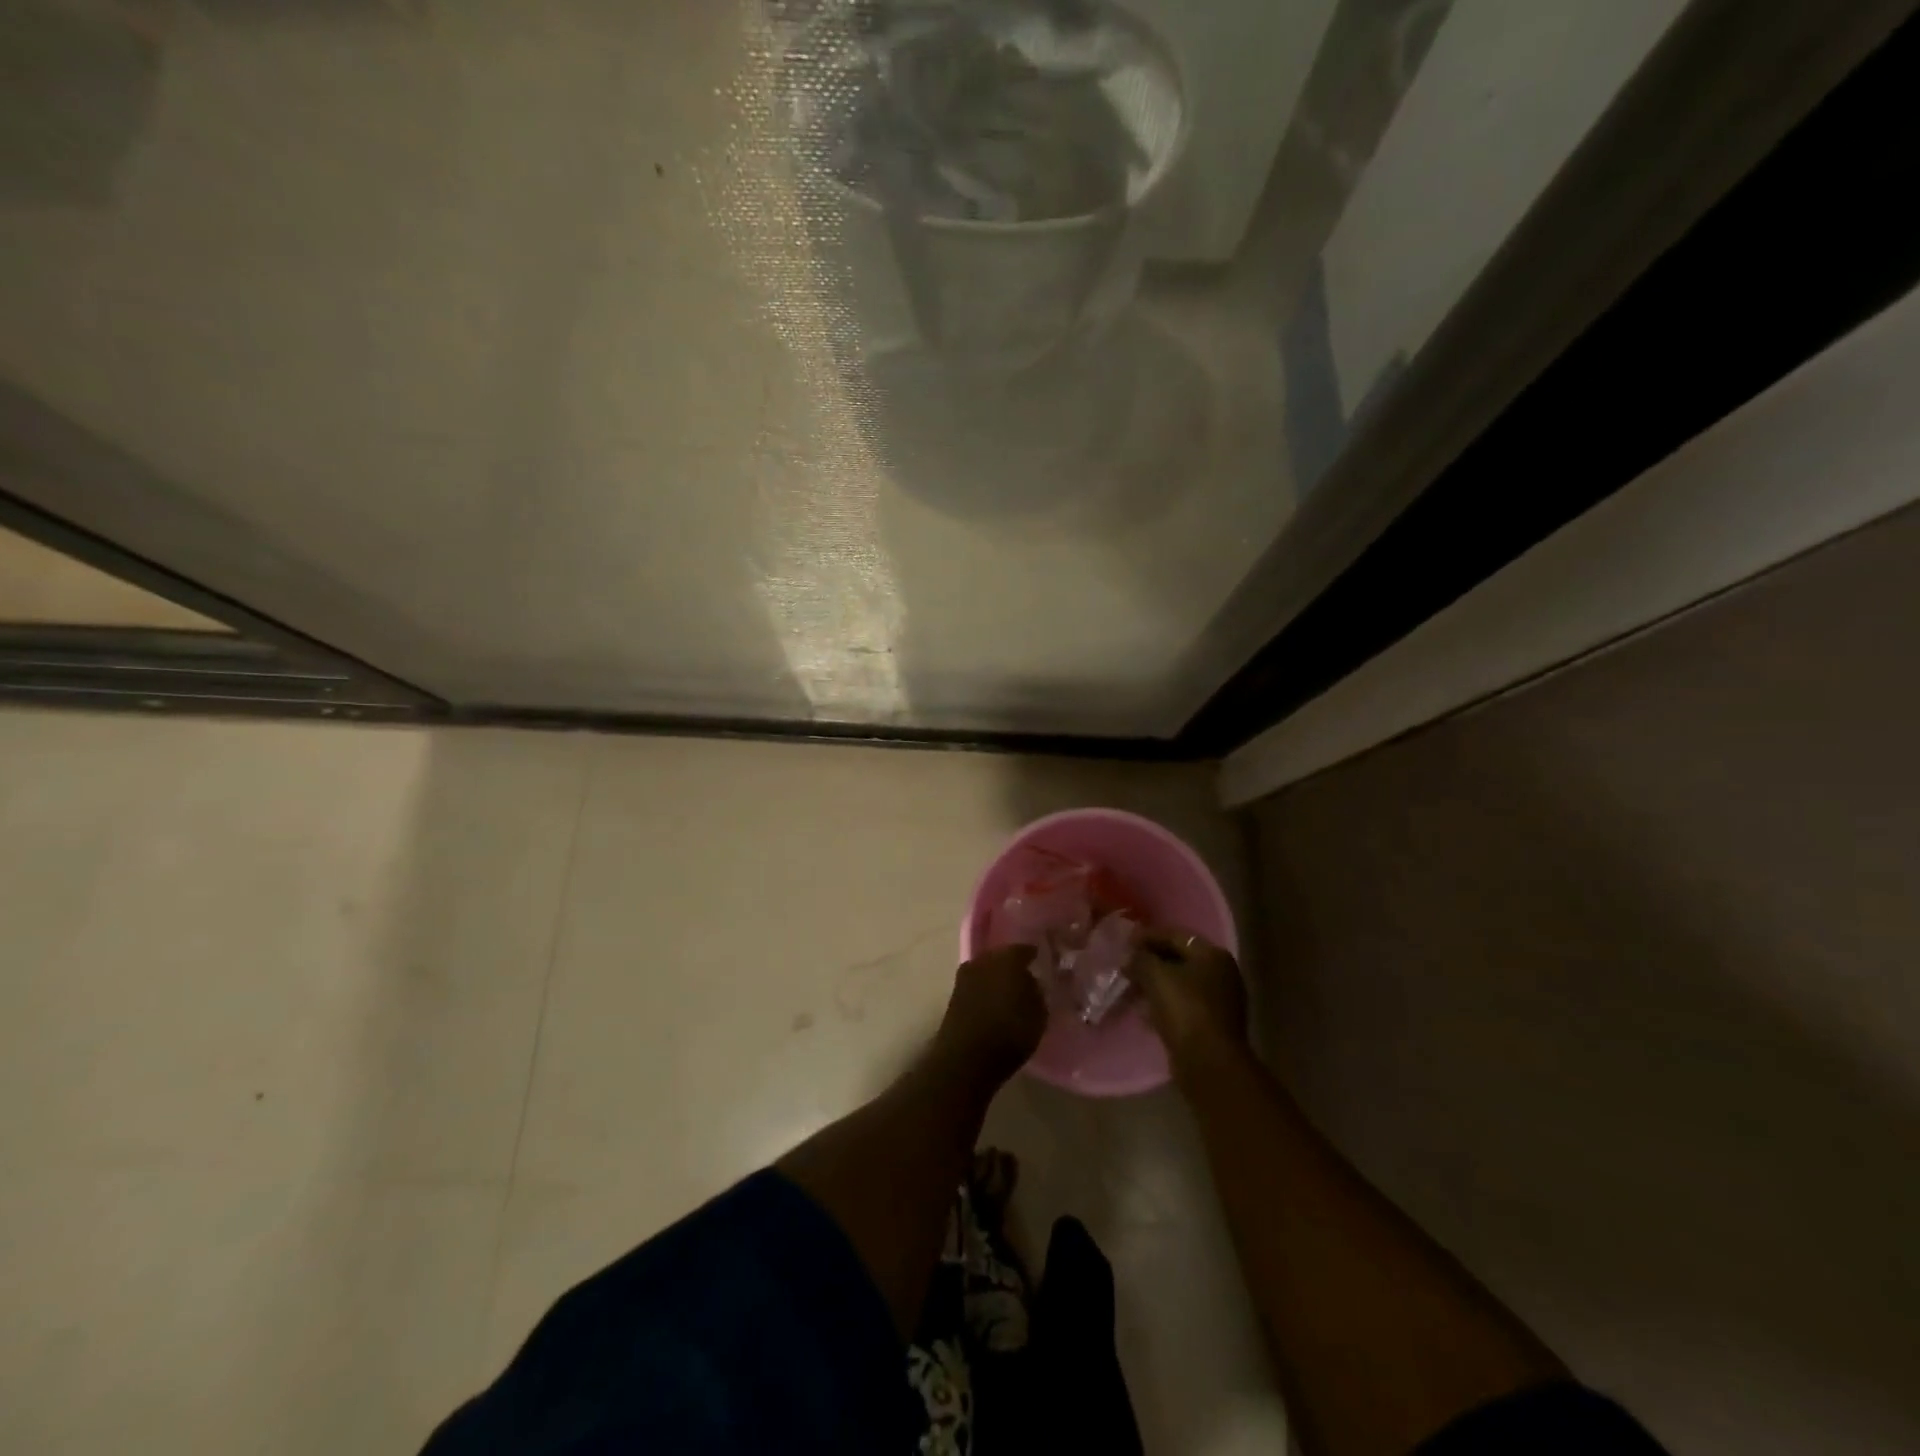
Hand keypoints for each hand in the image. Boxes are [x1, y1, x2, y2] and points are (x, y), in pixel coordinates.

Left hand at [935, 945, 1046, 1083]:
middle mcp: (984, 959)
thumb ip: (1037, 992)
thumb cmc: (1009, 1033)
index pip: (1024, 949)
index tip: (1042, 963)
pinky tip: (993, 1004)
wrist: (965, 1058)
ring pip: (986, 970)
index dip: (1034, 956)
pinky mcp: (954, 995)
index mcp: (1008, 958)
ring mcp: (965, 976)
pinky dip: (985, 992)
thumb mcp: (1038, 1015)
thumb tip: (1032, 981)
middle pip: (1002, 957)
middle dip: (1013, 965)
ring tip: (1009, 993)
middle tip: (1026, 978)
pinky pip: (976, 986)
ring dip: (996, 979)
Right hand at [1128, 928, 1247, 1063]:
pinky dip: (1163, 1003)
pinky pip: (1182, 1005)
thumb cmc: (1185, 1009)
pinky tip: (1144, 1010)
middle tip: (1125, 965)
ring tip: (1130, 987)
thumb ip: (1140, 959)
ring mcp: (1220, 1001)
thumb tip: (1130, 956)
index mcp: (1213, 955)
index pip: (1175, 936)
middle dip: (1150, 961)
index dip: (1147, 936)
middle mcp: (1222, 974)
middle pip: (1178, 959)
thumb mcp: (1155, 976)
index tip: (1124, 942)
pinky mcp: (1212, 1025)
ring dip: (1154, 984)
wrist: (1209, 1062)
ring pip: (1179, 984)